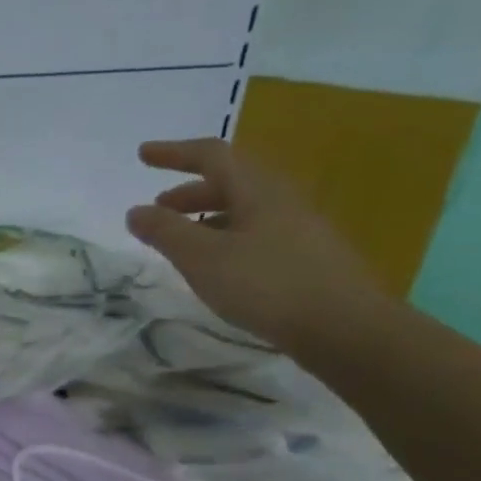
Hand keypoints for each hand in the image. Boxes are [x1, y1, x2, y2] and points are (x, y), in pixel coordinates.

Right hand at [125, 138, 384, 352]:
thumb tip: (136, 211)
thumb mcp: (202, 258)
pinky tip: (216, 266)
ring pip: (243, 209)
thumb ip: (165, 232)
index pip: (212, 156)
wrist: (344, 327)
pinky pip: (255, 233)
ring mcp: (297, 228)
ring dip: (206, 216)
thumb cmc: (266, 285)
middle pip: (229, 182)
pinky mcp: (304, 256)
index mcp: (257, 189)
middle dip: (188, 191)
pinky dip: (225, 237)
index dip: (174, 153)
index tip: (143, 155)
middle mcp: (280, 199)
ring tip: (181, 241)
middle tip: (158, 208)